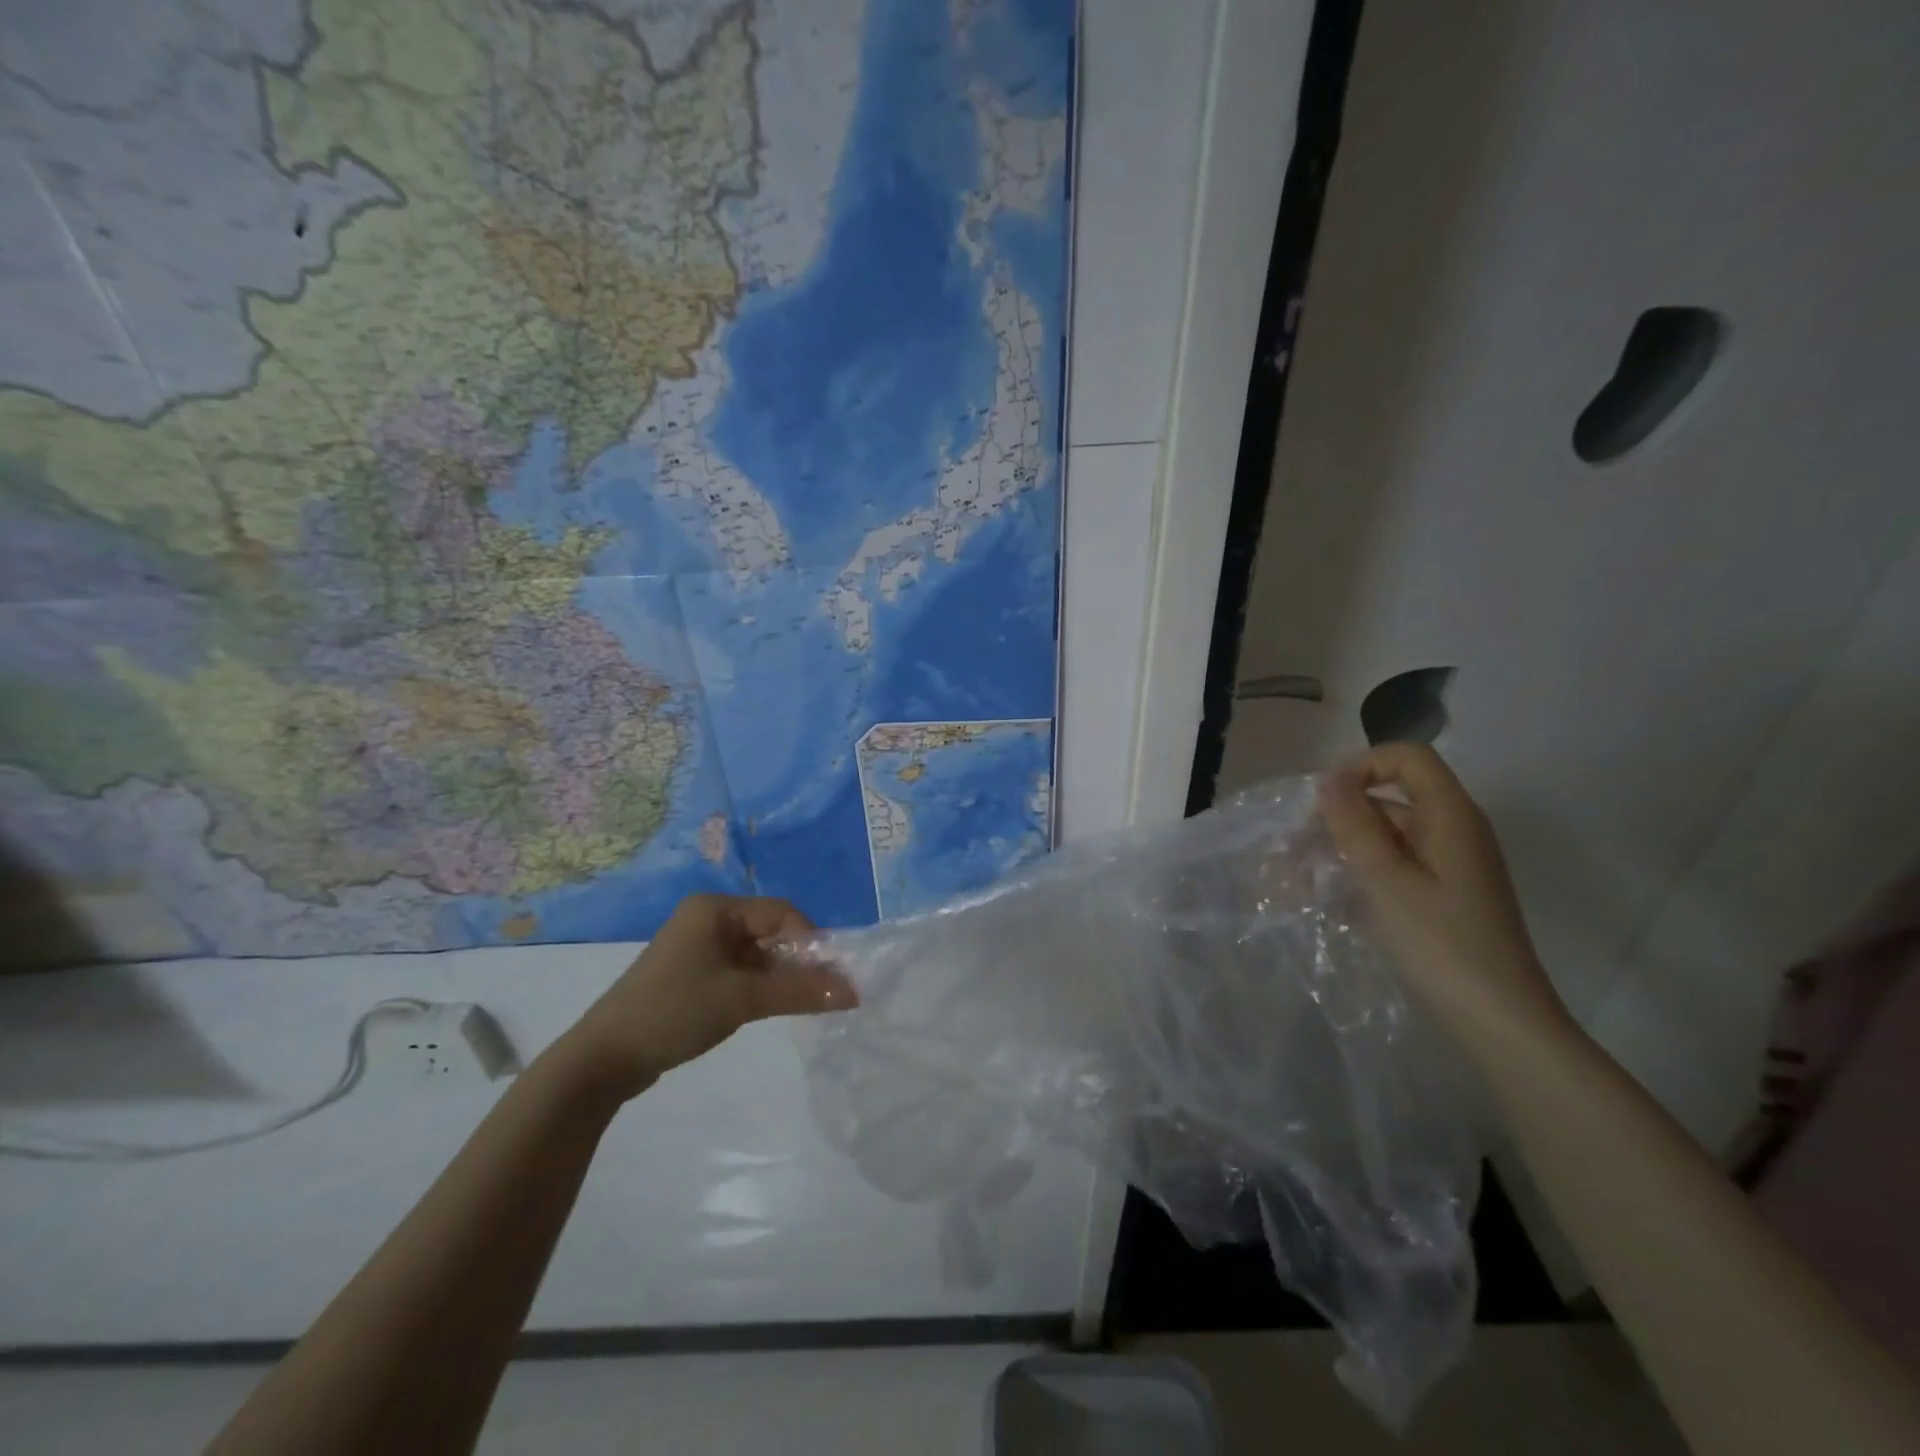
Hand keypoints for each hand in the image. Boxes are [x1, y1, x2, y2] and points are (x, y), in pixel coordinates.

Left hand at [556, 894, 856, 1100]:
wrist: (603, 1059)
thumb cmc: (675, 1012)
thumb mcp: (742, 1000)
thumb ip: (800, 991)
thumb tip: (854, 991)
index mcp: (715, 908)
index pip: (781, 913)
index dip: (811, 942)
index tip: (830, 977)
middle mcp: (707, 918)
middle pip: (770, 931)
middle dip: (797, 961)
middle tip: (820, 994)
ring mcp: (698, 946)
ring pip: (756, 953)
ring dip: (779, 976)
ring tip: (797, 1005)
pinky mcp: (692, 973)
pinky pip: (739, 970)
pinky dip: (758, 986)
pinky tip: (766, 1008)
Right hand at [1318, 743, 1575, 1051]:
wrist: (1500, 1021)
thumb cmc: (1441, 944)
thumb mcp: (1387, 881)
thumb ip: (1355, 825)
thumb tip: (1329, 779)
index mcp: (1451, 816)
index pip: (1407, 758)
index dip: (1362, 766)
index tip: (1323, 800)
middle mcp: (1453, 831)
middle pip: (1391, 797)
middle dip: (1337, 814)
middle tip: (1291, 845)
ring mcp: (1449, 865)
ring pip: (1386, 835)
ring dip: (1340, 846)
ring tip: (1292, 874)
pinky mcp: (1441, 895)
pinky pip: (1393, 866)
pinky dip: (1358, 872)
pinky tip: (1324, 897)